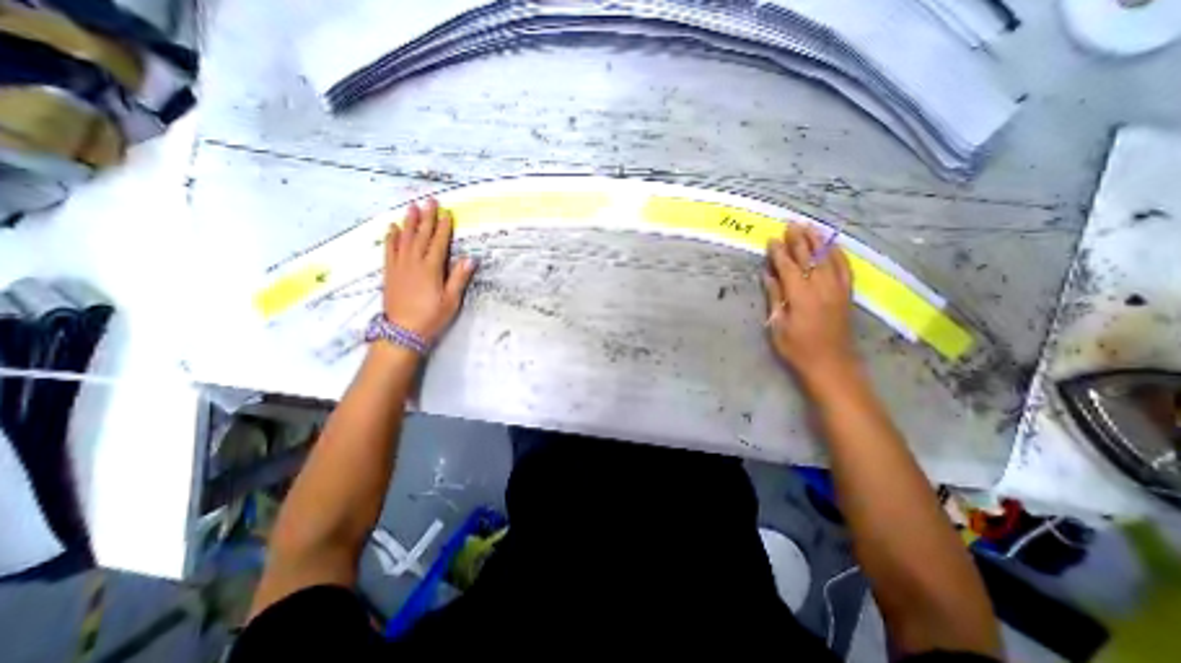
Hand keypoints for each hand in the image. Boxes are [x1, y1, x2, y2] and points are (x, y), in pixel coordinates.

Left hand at [389, 194, 477, 342]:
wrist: (402, 332)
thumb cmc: (431, 317)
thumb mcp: (451, 301)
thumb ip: (459, 278)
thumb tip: (470, 259)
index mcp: (431, 269)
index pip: (438, 243)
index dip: (443, 228)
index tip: (446, 213)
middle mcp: (413, 263)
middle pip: (421, 236)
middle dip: (426, 218)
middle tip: (429, 200)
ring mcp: (399, 266)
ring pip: (404, 239)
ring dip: (408, 222)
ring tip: (411, 207)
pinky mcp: (389, 272)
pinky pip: (389, 250)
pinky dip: (391, 237)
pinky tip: (393, 228)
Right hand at [767, 226, 858, 385]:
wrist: (831, 365)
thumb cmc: (797, 349)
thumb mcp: (778, 326)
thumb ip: (774, 298)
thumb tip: (768, 276)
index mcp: (801, 297)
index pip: (789, 268)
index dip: (779, 253)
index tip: (772, 239)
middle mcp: (822, 288)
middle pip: (810, 258)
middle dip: (799, 240)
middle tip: (790, 224)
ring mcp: (837, 290)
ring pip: (829, 259)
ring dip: (818, 241)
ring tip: (810, 226)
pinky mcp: (847, 295)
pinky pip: (845, 269)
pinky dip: (839, 254)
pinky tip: (833, 246)